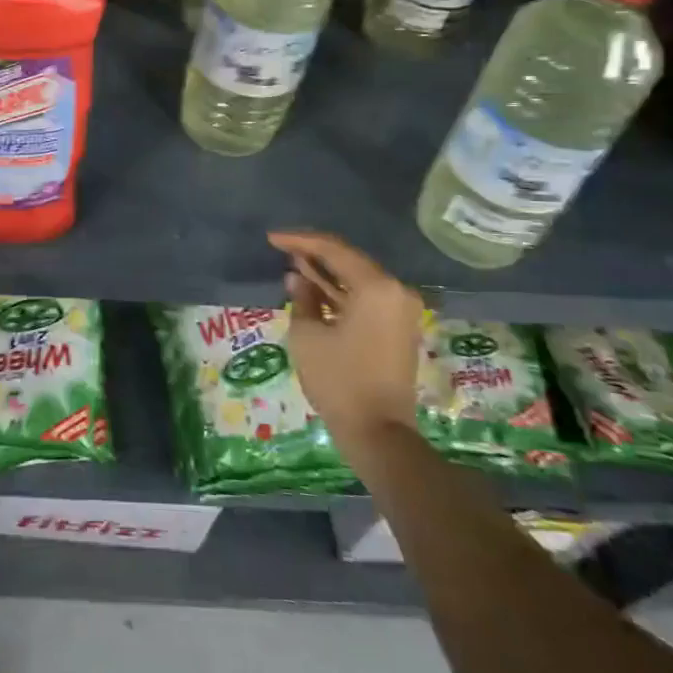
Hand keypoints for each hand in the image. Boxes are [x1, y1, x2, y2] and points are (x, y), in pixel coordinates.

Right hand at [269, 230, 425, 458]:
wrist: (378, 433)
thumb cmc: (338, 380)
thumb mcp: (308, 335)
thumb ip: (302, 298)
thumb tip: (298, 278)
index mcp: (377, 287)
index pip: (334, 250)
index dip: (300, 240)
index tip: (272, 239)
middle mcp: (396, 291)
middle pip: (350, 261)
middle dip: (315, 254)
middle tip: (282, 249)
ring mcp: (401, 311)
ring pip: (358, 279)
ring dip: (327, 274)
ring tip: (294, 266)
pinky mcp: (398, 328)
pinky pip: (366, 298)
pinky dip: (341, 293)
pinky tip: (314, 290)